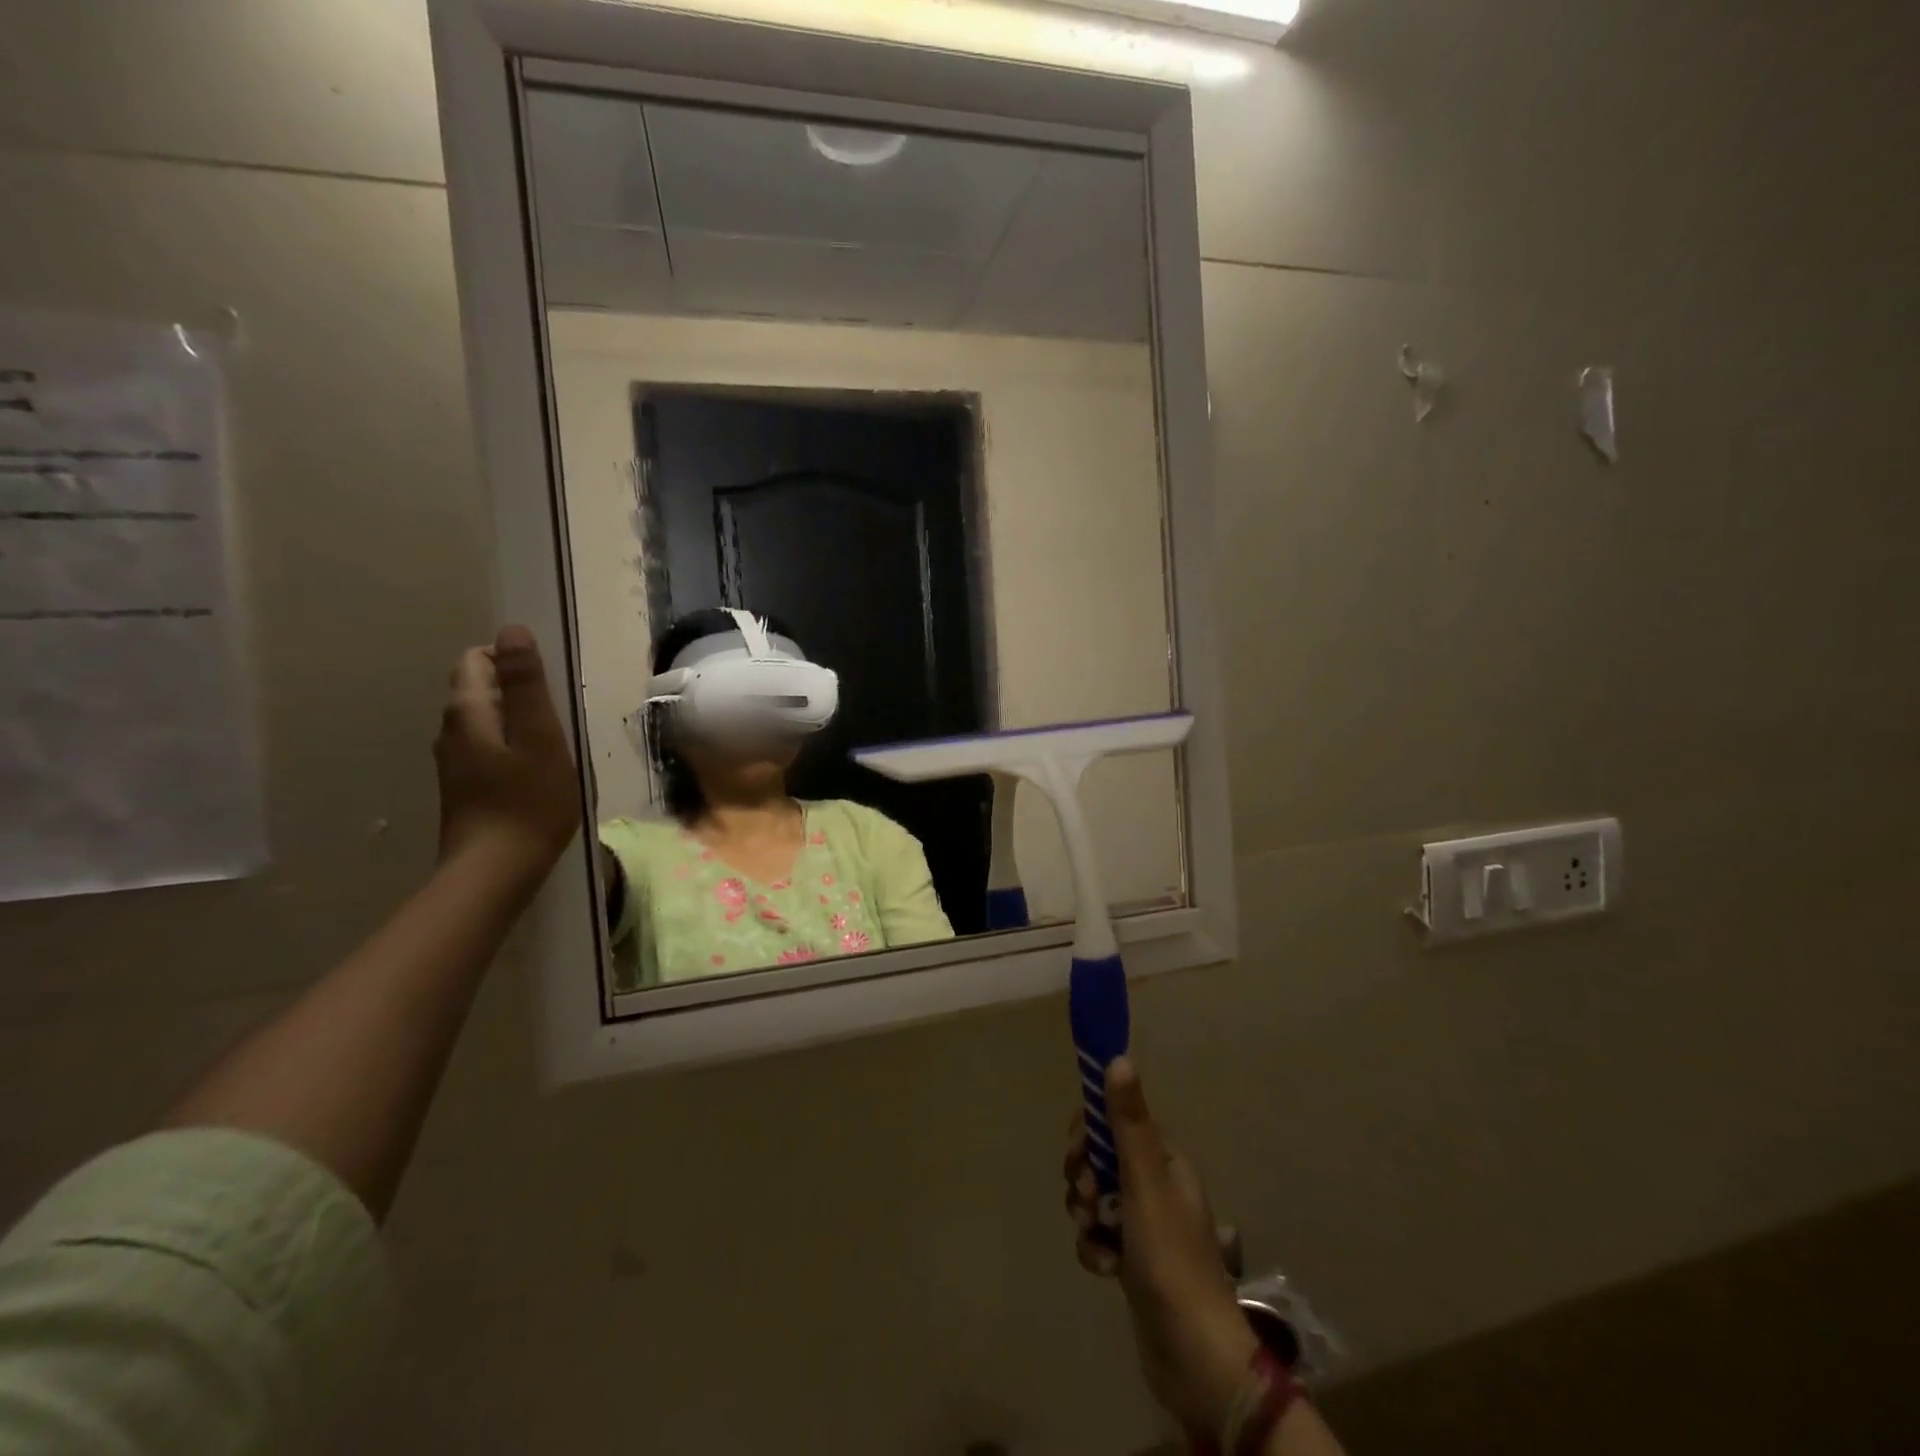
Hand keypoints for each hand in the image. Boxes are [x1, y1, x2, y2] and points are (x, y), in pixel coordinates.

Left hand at [434, 625, 580, 883]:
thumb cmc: (528, 801)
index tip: (549, 688)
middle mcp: (450, 730)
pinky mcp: (464, 786)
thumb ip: (526, 684)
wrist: (495, 871)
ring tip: (554, 745)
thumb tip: (512, 629)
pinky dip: (512, 746)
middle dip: (517, 690)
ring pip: (484, 720)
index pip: (477, 658)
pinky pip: (487, 747)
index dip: (512, 661)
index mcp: (467, 711)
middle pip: (478, 687)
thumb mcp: (540, 736)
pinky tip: (537, 771)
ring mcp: (453, 761)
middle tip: (558, 718)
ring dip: (517, 721)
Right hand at [1066, 1058, 1258, 1442]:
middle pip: (1102, 1157)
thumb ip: (1128, 1122)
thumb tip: (1118, 1058)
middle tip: (1087, 1197)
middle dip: (1084, 1175)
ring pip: (1096, 1197)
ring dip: (1086, 1213)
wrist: (1192, 1354)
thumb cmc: (1169, 1257)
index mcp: (1165, 1160)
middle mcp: (1156, 1184)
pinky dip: (1095, 1246)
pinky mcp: (1133, 1259)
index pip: (1117, 1120)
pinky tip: (1104, 1267)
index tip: (1078, 1152)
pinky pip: (1099, 1234)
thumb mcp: (1144, 1183)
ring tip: (1096, 1236)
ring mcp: (1145, 1224)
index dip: (1090, 1130)